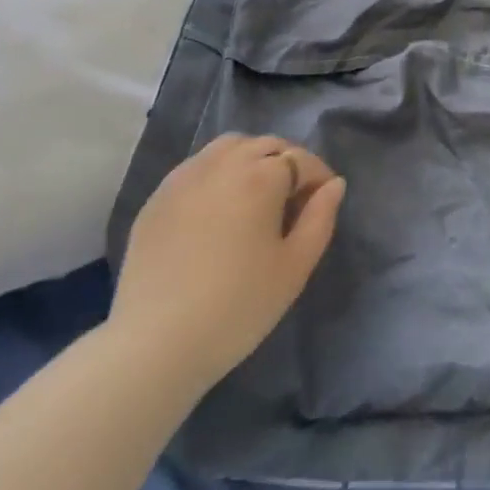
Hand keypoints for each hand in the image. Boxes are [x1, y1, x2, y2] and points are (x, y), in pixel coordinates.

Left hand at [111, 133, 345, 390]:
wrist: (155, 344)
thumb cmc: (237, 308)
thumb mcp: (294, 269)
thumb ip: (320, 219)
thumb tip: (334, 184)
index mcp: (261, 176)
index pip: (301, 160)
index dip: (318, 177)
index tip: (323, 203)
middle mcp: (223, 162)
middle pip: (266, 145)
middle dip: (287, 163)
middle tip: (293, 201)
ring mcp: (186, 175)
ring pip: (229, 147)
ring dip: (251, 159)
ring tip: (255, 195)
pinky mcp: (159, 195)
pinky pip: (198, 165)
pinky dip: (217, 172)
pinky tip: (217, 207)